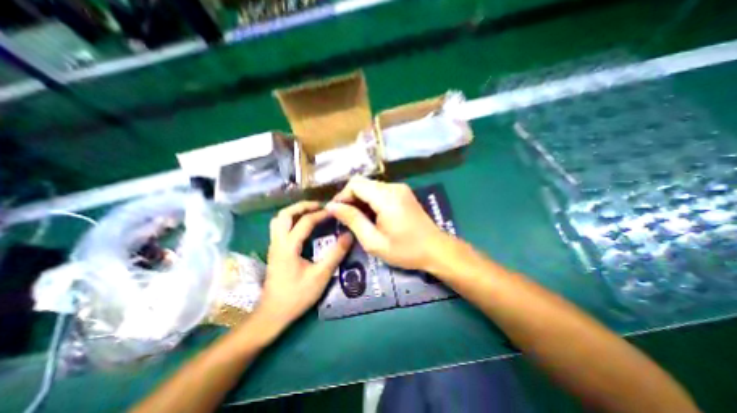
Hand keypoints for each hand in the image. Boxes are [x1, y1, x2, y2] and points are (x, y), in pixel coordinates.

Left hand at [256, 200, 353, 329]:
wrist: (272, 314)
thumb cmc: (297, 296)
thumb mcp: (321, 275)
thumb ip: (336, 254)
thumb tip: (349, 235)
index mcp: (288, 246)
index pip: (305, 221)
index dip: (321, 214)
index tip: (335, 212)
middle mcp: (277, 242)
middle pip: (285, 214)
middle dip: (303, 206)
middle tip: (320, 206)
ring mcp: (274, 246)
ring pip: (279, 219)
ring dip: (295, 212)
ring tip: (312, 212)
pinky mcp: (274, 251)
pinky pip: (280, 227)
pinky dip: (292, 220)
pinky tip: (303, 226)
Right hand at [326, 177, 449, 271]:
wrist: (436, 249)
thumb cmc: (405, 250)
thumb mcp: (374, 241)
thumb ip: (352, 220)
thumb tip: (332, 206)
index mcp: (386, 197)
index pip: (355, 184)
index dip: (342, 196)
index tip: (336, 213)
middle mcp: (393, 187)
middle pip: (362, 183)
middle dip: (350, 198)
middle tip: (345, 218)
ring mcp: (400, 188)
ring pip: (370, 187)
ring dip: (360, 200)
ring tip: (357, 219)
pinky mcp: (403, 193)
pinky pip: (380, 191)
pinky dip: (370, 200)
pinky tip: (371, 216)